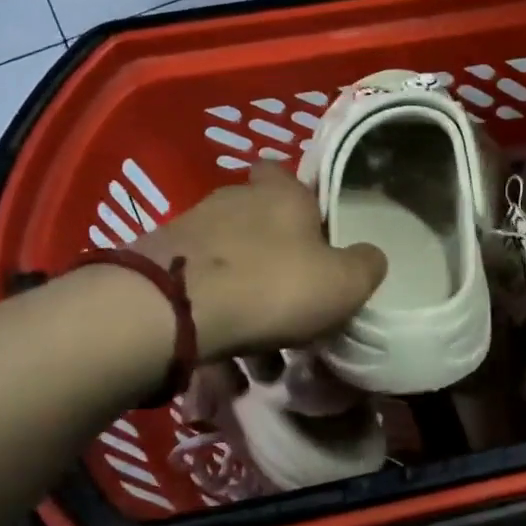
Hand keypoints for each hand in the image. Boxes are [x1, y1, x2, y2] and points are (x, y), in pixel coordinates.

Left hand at [131, 165, 386, 362]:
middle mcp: (232, 199)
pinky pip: (198, 289)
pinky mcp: (156, 263)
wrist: (169, 310)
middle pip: (256, 220)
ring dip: (243, 294)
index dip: (297, 197)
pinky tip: (223, 354)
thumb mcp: (344, 282)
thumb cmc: (272, 285)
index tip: (310, 231)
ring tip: (258, 348)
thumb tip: (369, 256)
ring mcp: (189, 228)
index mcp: (280, 193)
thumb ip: (366, 265)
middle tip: (290, 297)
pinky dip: (213, 315)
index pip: (283, 171)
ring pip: (227, 261)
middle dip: (272, 254)